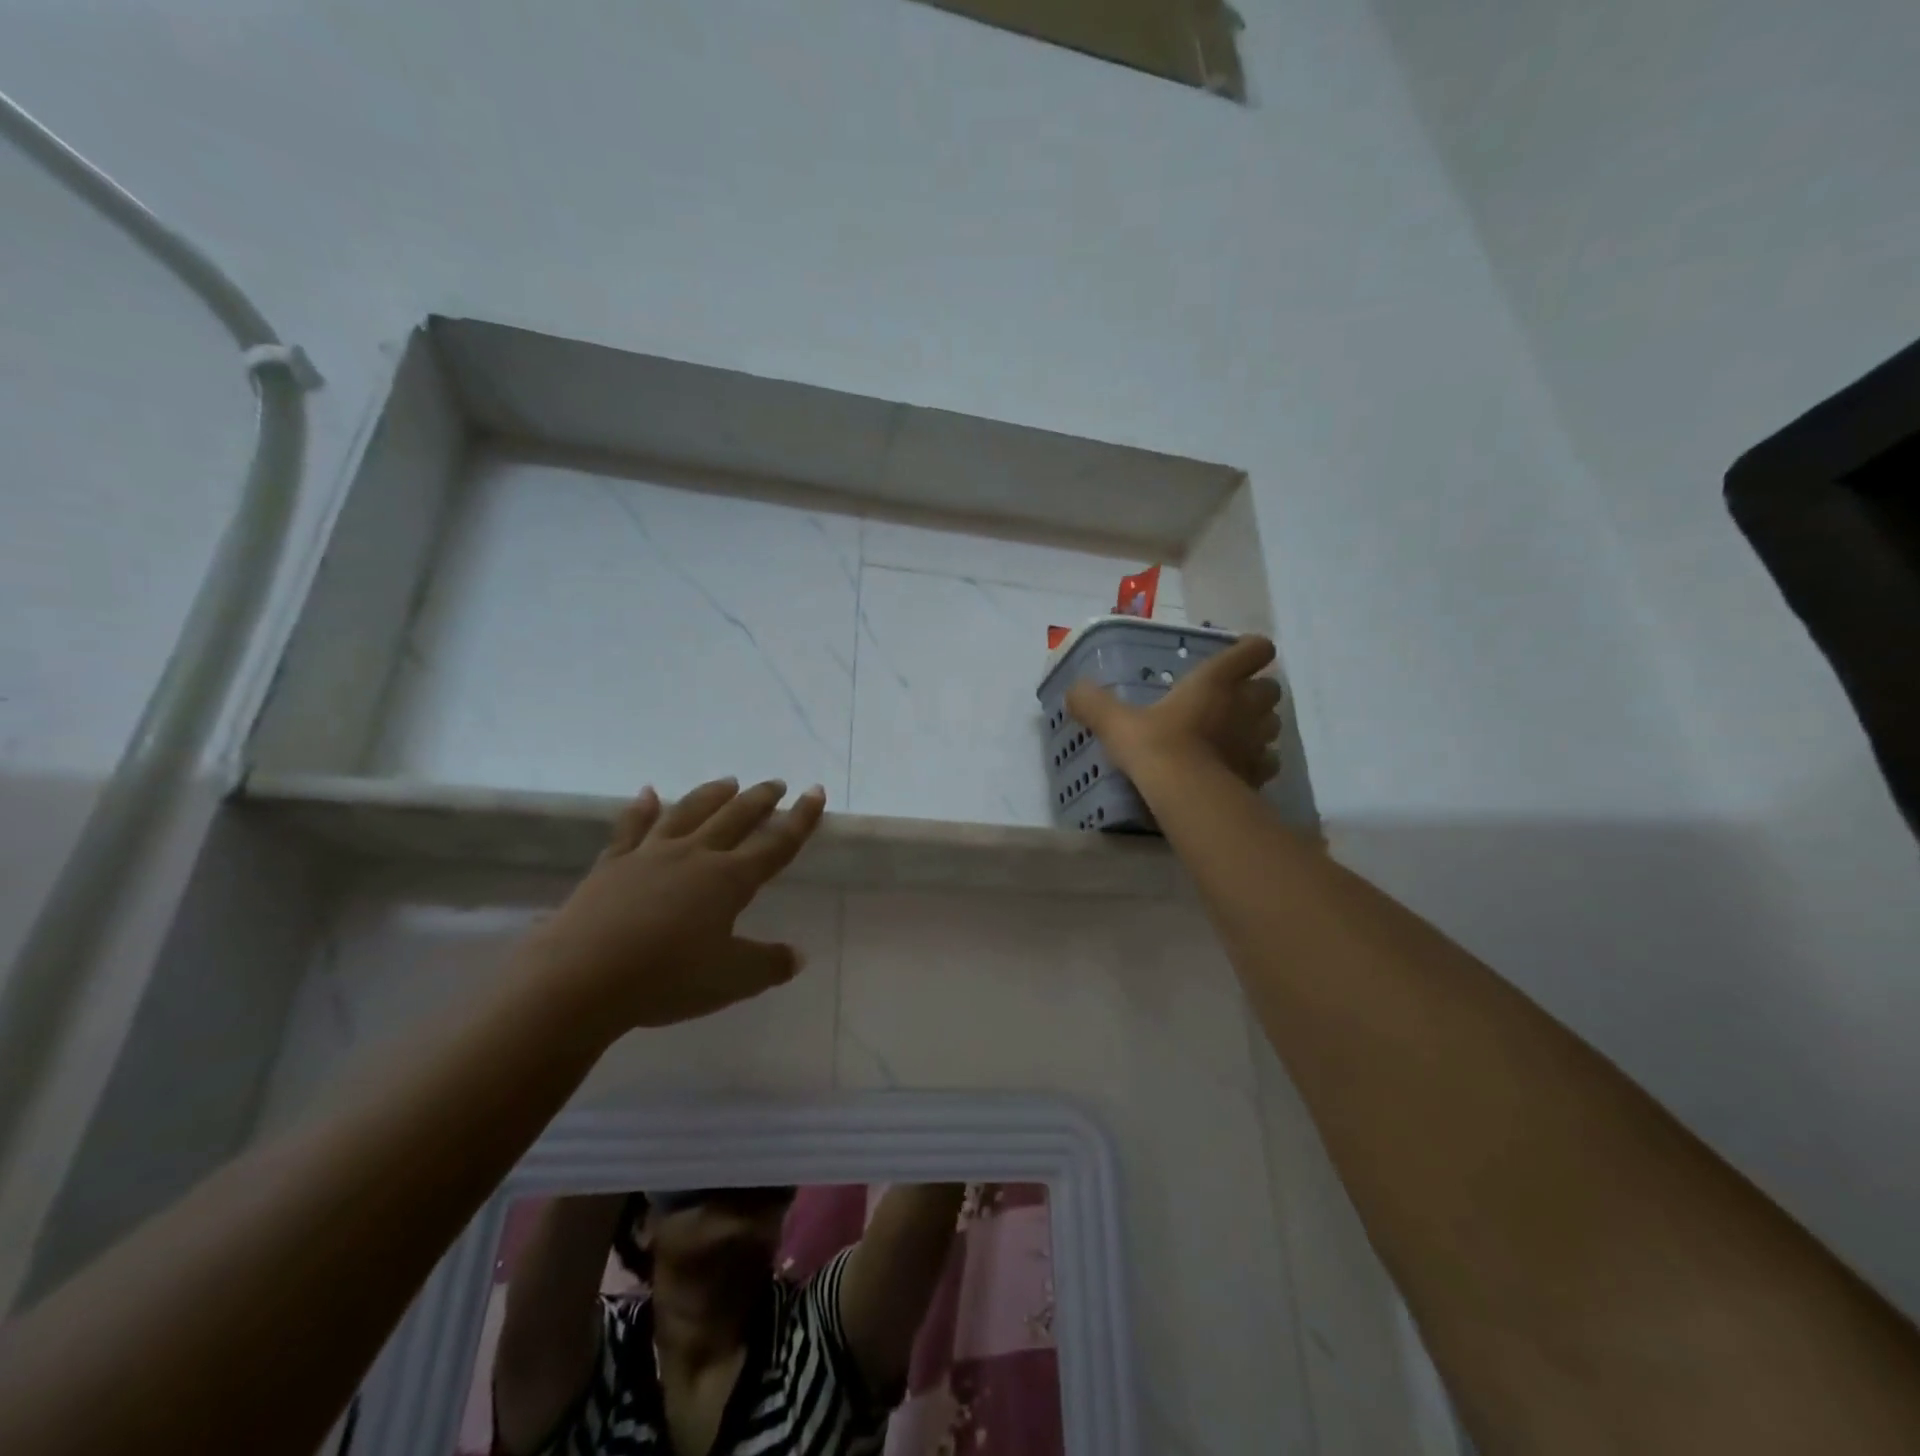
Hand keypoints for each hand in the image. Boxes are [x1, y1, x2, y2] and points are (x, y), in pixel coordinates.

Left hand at [523, 778, 826, 1031]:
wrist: (581, 979)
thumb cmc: (667, 978)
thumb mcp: (731, 980)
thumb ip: (768, 964)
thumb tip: (798, 956)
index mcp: (729, 880)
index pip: (776, 843)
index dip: (800, 819)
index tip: (815, 791)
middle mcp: (695, 856)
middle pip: (734, 818)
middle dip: (759, 799)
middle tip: (775, 784)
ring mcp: (650, 855)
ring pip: (687, 812)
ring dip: (710, 795)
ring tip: (727, 782)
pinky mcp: (612, 865)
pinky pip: (631, 828)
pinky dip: (641, 808)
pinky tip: (647, 793)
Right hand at [1066, 634, 1282, 785]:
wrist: (1187, 795)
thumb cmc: (1156, 746)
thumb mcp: (1116, 722)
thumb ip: (1094, 703)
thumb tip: (1072, 689)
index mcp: (1215, 681)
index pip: (1253, 650)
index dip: (1250, 650)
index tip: (1237, 657)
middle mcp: (1244, 706)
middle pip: (1271, 689)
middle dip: (1257, 691)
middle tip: (1232, 700)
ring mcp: (1257, 741)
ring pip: (1274, 725)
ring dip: (1260, 726)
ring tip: (1236, 735)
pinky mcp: (1259, 773)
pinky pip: (1268, 762)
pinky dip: (1259, 762)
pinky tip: (1238, 768)